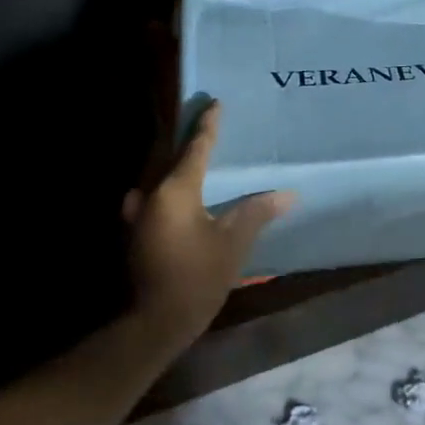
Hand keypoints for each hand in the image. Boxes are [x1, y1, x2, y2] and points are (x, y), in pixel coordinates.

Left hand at [121, 101, 293, 349]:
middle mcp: (151, 195)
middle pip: (169, 157)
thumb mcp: (234, 242)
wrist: (156, 320)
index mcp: (175, 191)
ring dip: (176, 163)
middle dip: (187, 139)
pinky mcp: (137, 232)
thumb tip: (287, 194)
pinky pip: (155, 196)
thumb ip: (257, 212)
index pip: (196, 148)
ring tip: (195, 154)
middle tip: (204, 123)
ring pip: (159, 177)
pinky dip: (170, 187)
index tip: (215, 104)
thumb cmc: (198, 276)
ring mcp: (139, 214)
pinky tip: (180, 194)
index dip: (208, 126)